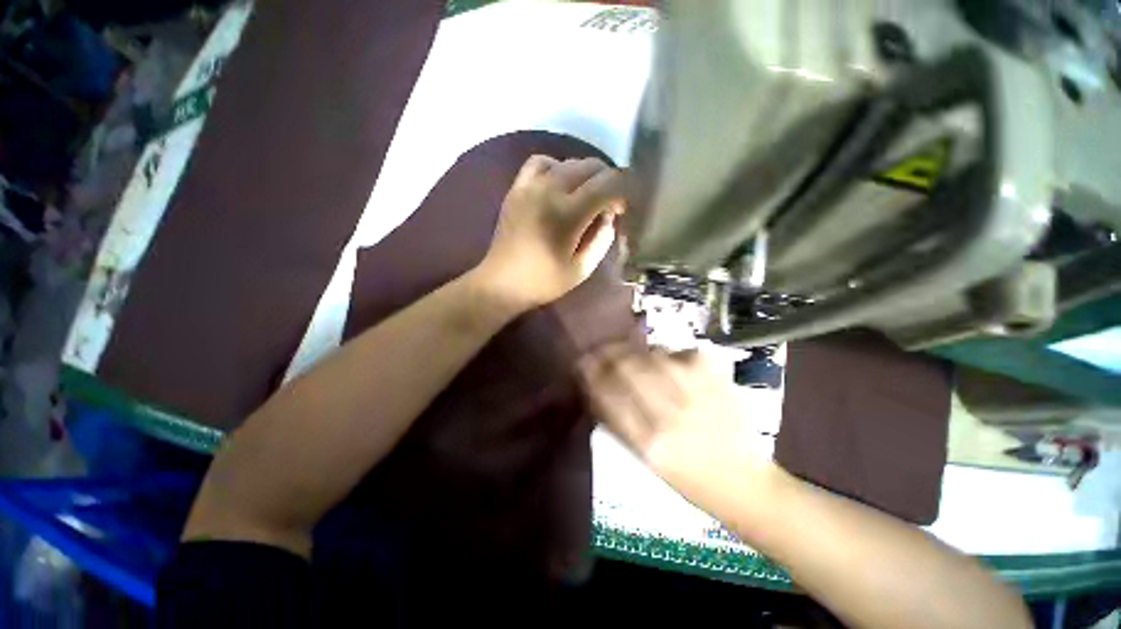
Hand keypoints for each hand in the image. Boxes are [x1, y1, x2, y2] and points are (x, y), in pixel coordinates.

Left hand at [474, 156, 624, 312]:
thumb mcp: (582, 269)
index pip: (608, 184)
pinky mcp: (517, 188)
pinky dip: (557, 167)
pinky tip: (560, 185)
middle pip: (590, 166)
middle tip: (609, 204)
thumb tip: (609, 214)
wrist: (501, 282)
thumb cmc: (544, 282)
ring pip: (568, 161)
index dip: (623, 191)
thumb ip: (602, 238)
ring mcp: (530, 186)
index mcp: (567, 214)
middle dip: (608, 180)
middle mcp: (549, 190)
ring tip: (588, 195)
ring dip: (586, 174)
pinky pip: (541, 162)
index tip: (623, 209)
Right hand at [578, 344, 773, 490]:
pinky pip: (680, 351)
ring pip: (652, 354)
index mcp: (649, 442)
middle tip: (599, 350)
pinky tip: (669, 364)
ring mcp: (697, 390)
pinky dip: (668, 354)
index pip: (607, 393)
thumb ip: (615, 420)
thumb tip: (593, 386)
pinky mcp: (717, 376)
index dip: (590, 372)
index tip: (581, 361)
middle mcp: (672, 414)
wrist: (743, 481)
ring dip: (634, 352)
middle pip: (627, 366)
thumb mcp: (642, 459)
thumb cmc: (685, 477)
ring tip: (630, 355)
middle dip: (607, 353)